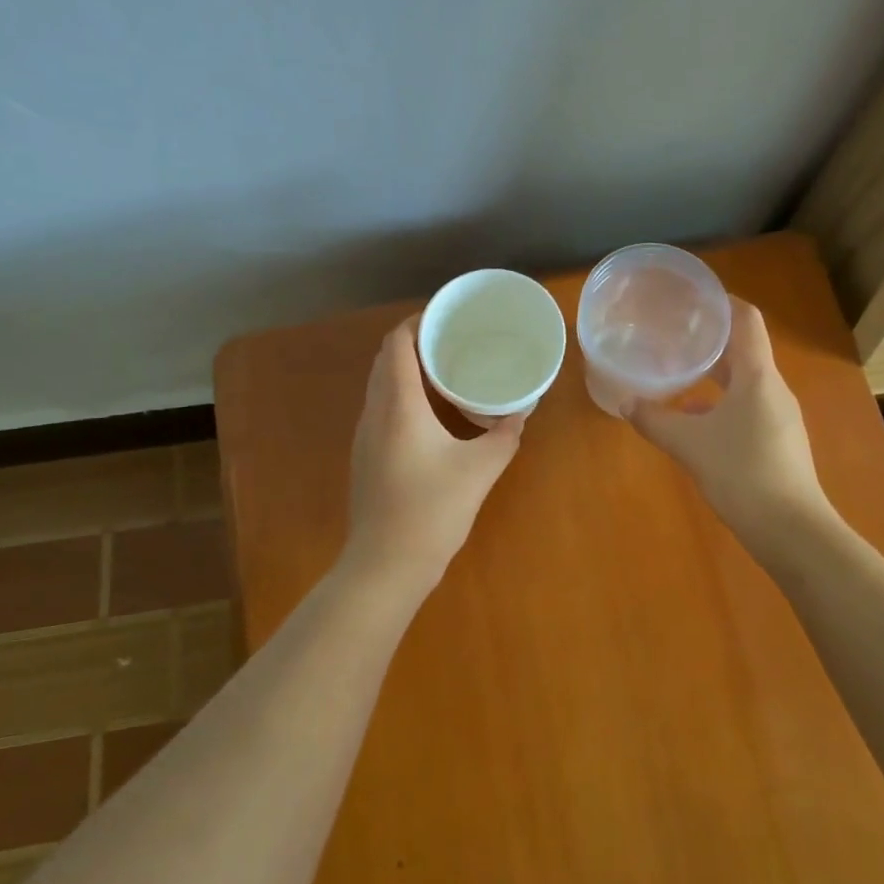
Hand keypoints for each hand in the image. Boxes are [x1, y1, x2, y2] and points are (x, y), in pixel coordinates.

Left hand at [341, 317, 524, 585]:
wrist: (385, 566)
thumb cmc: (432, 511)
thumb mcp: (480, 470)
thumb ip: (504, 436)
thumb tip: (518, 415)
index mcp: (399, 406)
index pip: (397, 344)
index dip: (417, 323)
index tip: (447, 318)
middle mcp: (375, 413)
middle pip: (386, 360)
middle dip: (415, 343)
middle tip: (453, 341)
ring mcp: (365, 437)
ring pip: (381, 386)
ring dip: (407, 370)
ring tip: (445, 371)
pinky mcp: (366, 457)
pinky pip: (381, 409)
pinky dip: (402, 396)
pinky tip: (431, 414)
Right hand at [630, 298, 829, 541]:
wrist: (791, 530)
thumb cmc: (742, 473)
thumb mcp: (690, 444)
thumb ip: (655, 420)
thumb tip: (625, 402)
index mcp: (758, 376)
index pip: (747, 321)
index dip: (724, 303)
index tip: (696, 297)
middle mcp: (773, 389)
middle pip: (745, 351)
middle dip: (712, 342)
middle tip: (676, 334)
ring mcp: (780, 417)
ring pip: (745, 383)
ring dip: (715, 375)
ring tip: (679, 374)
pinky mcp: (778, 442)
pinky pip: (748, 408)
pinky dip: (722, 404)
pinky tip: (695, 421)